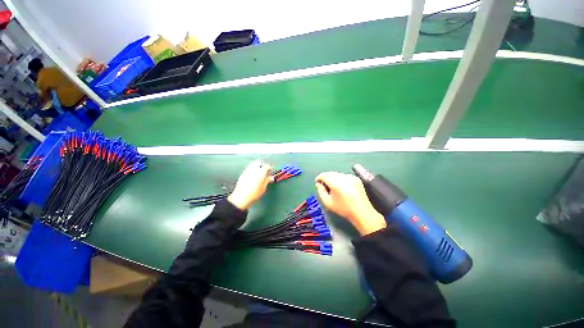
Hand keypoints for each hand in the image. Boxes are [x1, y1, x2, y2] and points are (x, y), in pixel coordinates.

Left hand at [228, 160, 272, 209]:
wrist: (241, 197)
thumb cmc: (254, 193)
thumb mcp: (263, 187)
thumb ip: (267, 180)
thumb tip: (270, 177)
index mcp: (261, 172)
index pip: (267, 166)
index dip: (269, 168)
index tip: (270, 173)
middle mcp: (254, 169)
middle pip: (259, 162)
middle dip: (262, 165)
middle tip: (264, 171)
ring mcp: (247, 171)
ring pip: (253, 164)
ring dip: (257, 166)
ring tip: (258, 173)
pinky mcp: (242, 174)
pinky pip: (249, 168)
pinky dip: (252, 170)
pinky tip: (253, 176)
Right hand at [315, 172, 385, 235]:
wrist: (362, 212)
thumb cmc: (343, 209)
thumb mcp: (328, 202)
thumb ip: (320, 191)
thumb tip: (318, 184)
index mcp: (335, 183)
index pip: (323, 175)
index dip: (319, 178)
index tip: (317, 183)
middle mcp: (343, 177)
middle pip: (330, 173)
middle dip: (325, 178)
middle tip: (324, 186)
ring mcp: (350, 176)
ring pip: (337, 174)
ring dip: (332, 178)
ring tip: (333, 187)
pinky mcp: (356, 178)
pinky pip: (344, 176)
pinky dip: (340, 179)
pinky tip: (342, 188)